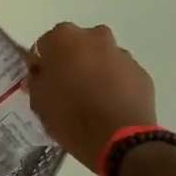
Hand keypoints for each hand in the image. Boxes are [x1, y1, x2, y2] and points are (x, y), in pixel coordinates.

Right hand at [25, 22, 156, 168]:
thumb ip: (36, 82)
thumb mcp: (39, 103)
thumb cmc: (70, 117)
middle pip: (74, 47)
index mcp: (64, 38)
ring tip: (90, 102)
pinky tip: (108, 107)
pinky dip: (112, 85)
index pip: (43, 47)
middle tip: (65, 92)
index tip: (41, 86)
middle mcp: (94, 36)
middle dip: (69, 64)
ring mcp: (121, 53)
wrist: (118, 139)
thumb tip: (40, 75)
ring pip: (99, 59)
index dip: (40, 67)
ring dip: (92, 73)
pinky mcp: (139, 71)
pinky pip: (118, 74)